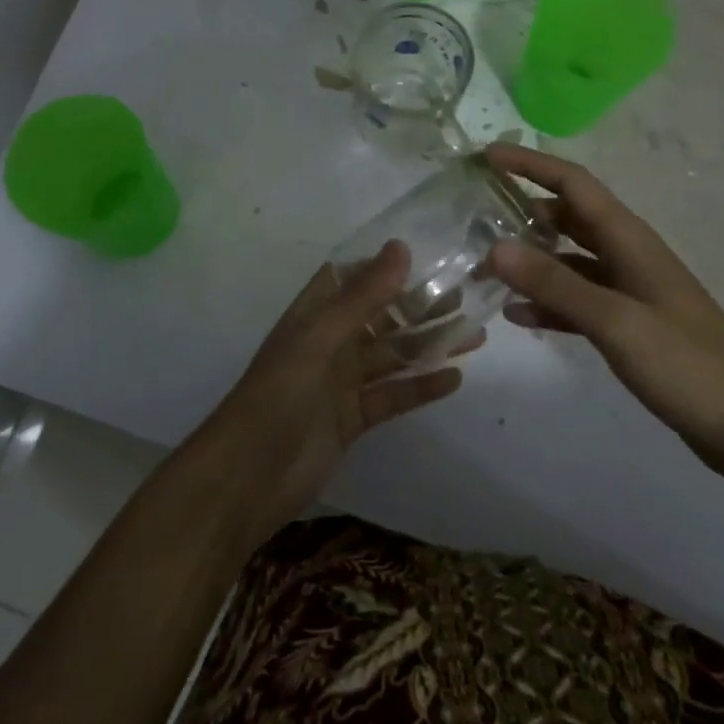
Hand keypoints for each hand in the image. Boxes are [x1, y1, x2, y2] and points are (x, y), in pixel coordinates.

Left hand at [191, 241, 478, 541]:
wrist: (250, 476)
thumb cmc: (279, 394)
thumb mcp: (320, 339)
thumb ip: (362, 297)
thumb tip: (400, 248)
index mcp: (313, 316)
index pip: (349, 279)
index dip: (383, 267)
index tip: (428, 256)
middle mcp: (328, 343)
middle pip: (379, 317)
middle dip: (418, 307)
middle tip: (465, 298)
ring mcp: (341, 383)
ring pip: (391, 356)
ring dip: (428, 345)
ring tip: (474, 335)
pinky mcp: (353, 418)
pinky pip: (392, 395)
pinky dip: (420, 387)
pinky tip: (454, 378)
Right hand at [485, 143, 723, 482]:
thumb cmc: (688, 366)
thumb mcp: (616, 322)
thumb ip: (555, 285)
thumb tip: (494, 246)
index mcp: (630, 240)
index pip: (574, 184)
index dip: (531, 165)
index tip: (487, 156)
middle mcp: (627, 256)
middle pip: (569, 217)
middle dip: (524, 211)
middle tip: (475, 217)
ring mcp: (629, 292)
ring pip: (569, 260)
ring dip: (531, 260)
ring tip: (484, 268)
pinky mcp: (629, 326)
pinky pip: (577, 301)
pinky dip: (548, 303)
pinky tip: (516, 316)